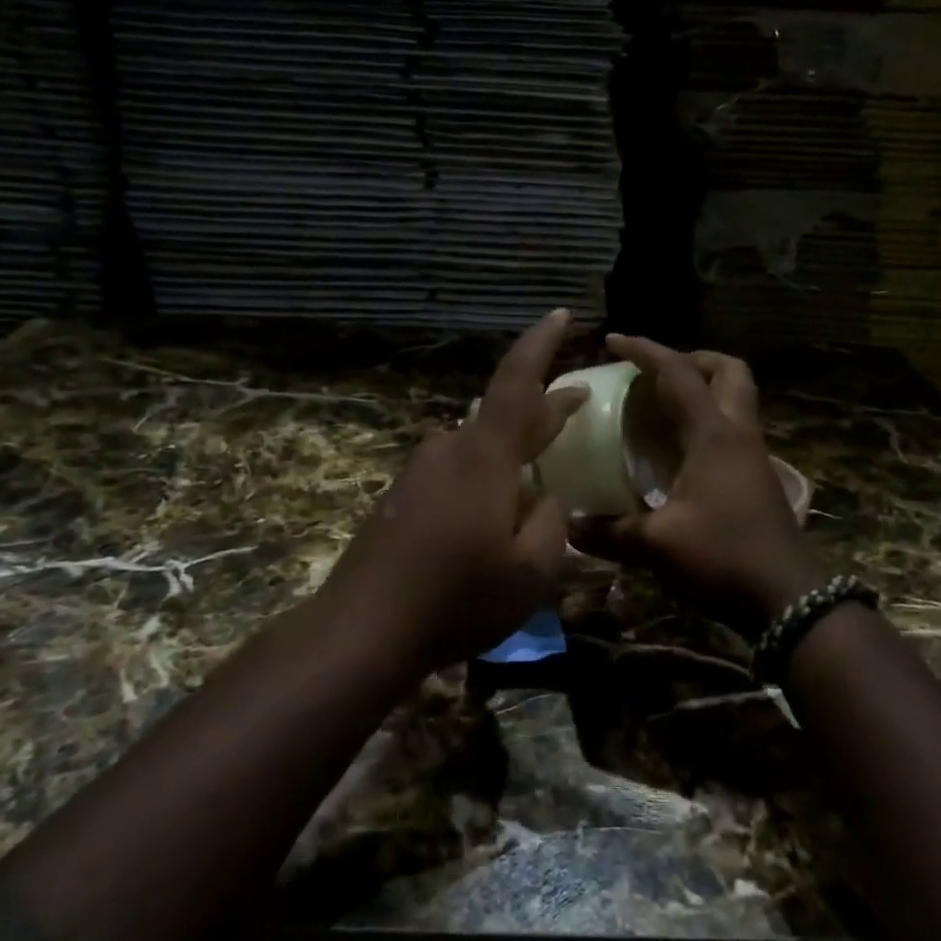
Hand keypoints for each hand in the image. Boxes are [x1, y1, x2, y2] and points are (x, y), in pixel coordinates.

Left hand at [324, 309, 588, 670]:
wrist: (365, 626)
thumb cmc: (458, 598)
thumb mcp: (530, 572)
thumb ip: (550, 525)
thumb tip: (545, 499)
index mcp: (485, 457)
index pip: (519, 384)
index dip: (541, 345)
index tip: (562, 314)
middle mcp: (449, 450)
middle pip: (503, 413)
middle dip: (543, 408)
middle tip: (576, 402)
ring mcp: (421, 472)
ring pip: (479, 447)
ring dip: (512, 452)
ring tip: (537, 476)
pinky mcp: (402, 496)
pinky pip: (456, 471)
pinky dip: (484, 478)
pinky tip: (491, 512)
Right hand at [574, 335, 823, 637]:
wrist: (788, 599)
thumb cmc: (723, 557)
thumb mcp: (657, 545)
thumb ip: (610, 533)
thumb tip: (569, 527)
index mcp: (713, 436)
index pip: (679, 374)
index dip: (646, 351)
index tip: (613, 340)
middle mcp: (737, 435)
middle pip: (728, 371)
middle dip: (692, 360)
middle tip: (656, 372)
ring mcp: (753, 456)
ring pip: (735, 399)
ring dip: (702, 389)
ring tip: (659, 406)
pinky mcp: (756, 479)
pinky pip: (730, 430)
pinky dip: (705, 422)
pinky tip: (677, 451)